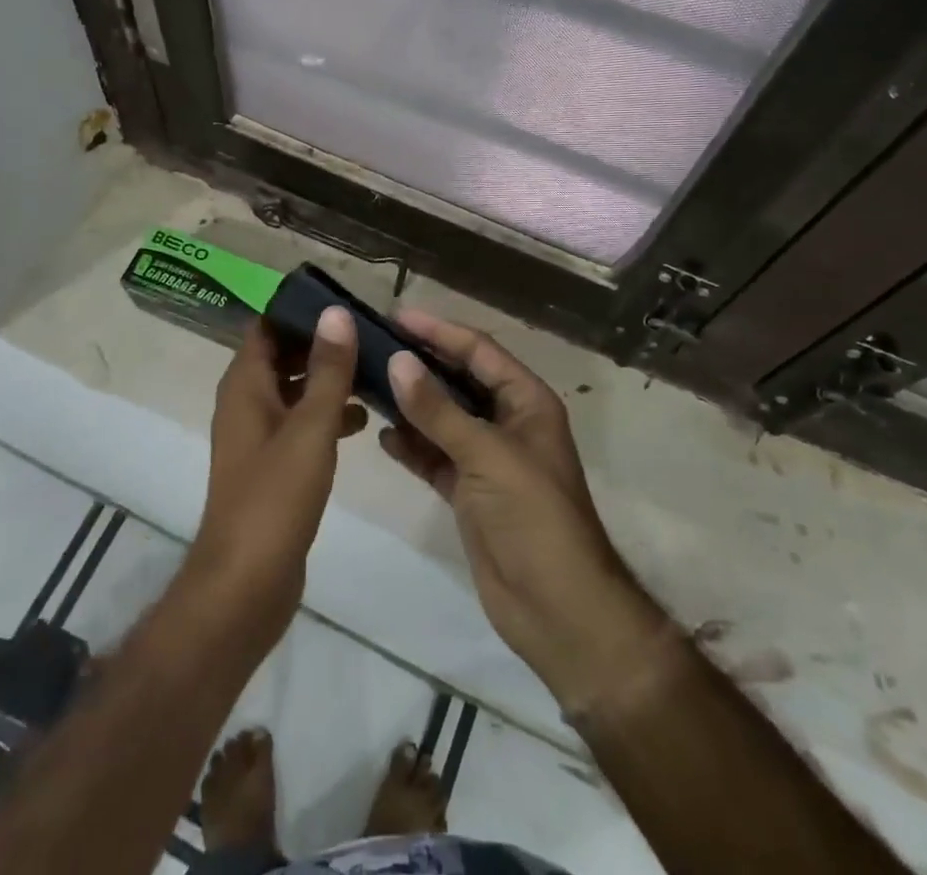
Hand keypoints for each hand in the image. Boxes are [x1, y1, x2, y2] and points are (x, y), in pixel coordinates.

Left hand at [183, 309, 366, 657]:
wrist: (246, 585)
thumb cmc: (275, 497)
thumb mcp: (310, 427)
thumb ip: (327, 370)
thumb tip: (335, 313)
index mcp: (245, 386)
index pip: (267, 326)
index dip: (300, 311)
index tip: (343, 302)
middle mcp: (246, 404)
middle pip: (282, 356)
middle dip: (322, 344)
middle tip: (370, 333)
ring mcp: (258, 437)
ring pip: (294, 391)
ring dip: (328, 380)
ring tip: (376, 370)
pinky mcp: (273, 467)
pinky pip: (300, 424)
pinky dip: (327, 415)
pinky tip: (365, 420)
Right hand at [380, 311, 668, 711]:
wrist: (559, 610)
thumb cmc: (534, 517)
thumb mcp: (487, 455)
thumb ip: (439, 411)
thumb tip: (397, 362)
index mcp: (526, 402)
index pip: (479, 351)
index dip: (440, 331)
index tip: (396, 316)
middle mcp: (507, 422)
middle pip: (458, 380)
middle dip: (420, 363)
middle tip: (373, 345)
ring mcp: (487, 459)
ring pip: (442, 418)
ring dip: (410, 403)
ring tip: (366, 382)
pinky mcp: (469, 492)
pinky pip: (434, 456)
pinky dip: (411, 446)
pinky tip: (382, 435)